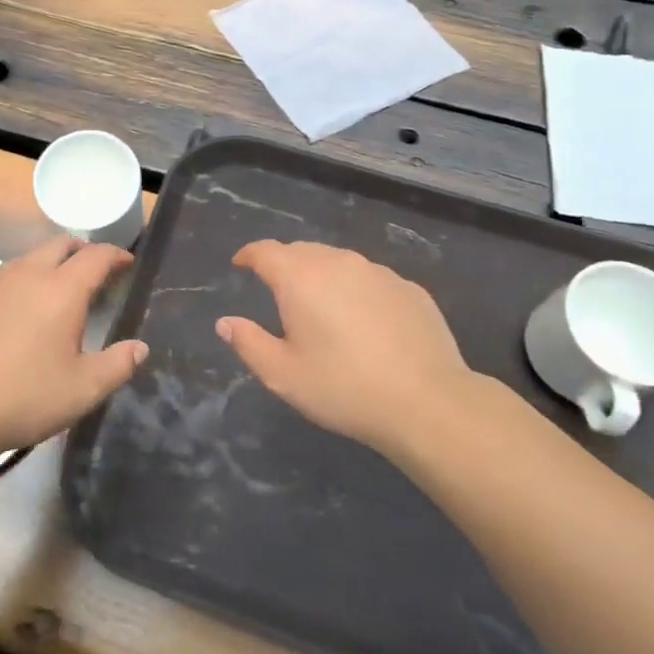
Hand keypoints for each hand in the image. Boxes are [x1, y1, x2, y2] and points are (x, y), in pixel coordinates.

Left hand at [0, 236, 147, 457]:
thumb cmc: (23, 398)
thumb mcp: (83, 390)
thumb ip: (118, 365)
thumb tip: (139, 347)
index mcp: (61, 290)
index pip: (96, 256)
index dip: (115, 255)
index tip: (126, 263)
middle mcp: (25, 275)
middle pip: (59, 245)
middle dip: (82, 252)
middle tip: (94, 273)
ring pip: (26, 260)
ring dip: (47, 267)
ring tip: (55, 296)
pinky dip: (17, 288)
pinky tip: (13, 321)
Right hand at [216, 240, 489, 456]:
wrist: (427, 402)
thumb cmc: (343, 388)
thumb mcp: (283, 375)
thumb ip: (248, 343)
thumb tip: (225, 323)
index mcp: (301, 278)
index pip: (265, 251)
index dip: (249, 255)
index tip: (240, 265)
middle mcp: (339, 262)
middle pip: (302, 251)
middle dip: (284, 264)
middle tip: (277, 290)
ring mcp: (378, 272)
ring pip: (339, 262)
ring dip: (321, 275)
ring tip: (320, 305)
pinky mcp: (409, 288)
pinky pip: (370, 279)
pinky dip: (356, 290)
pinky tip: (363, 321)